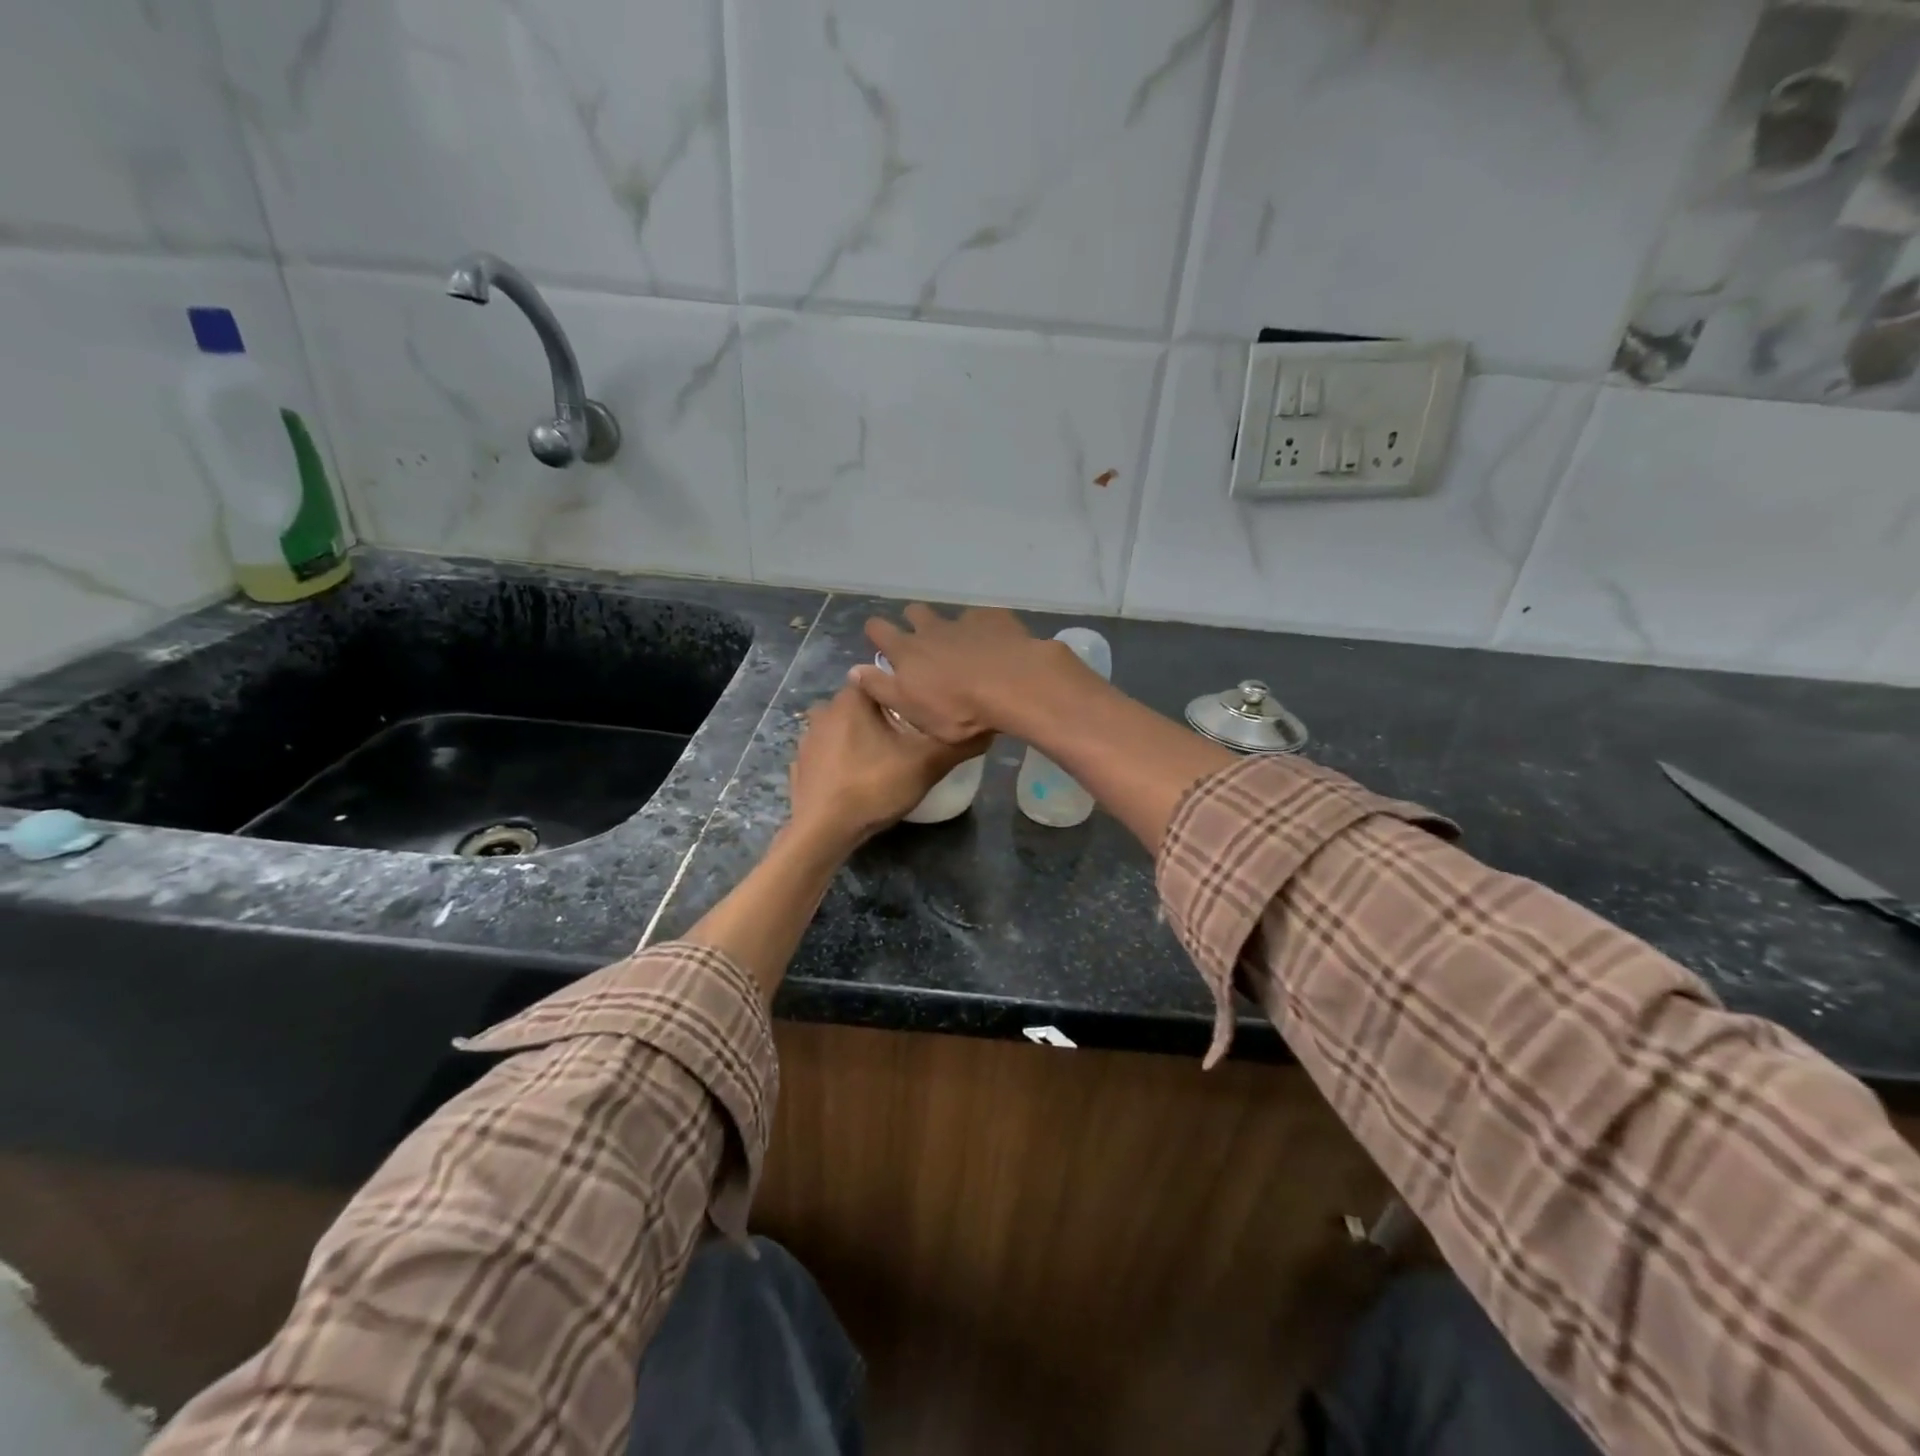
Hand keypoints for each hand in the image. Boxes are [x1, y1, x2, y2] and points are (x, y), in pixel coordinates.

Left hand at [786, 685, 986, 852]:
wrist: (822, 832)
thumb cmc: (873, 787)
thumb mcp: (926, 764)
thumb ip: (957, 743)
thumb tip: (987, 728)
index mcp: (852, 698)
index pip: (883, 678)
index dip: (906, 693)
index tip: (923, 712)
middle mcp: (825, 710)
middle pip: (865, 703)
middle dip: (885, 717)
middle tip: (910, 739)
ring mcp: (808, 738)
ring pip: (845, 727)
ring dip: (863, 737)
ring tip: (885, 759)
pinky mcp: (801, 764)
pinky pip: (829, 753)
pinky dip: (843, 759)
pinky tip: (858, 777)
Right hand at [849, 604, 1088, 743]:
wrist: (1013, 685)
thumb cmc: (958, 709)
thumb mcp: (911, 710)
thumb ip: (881, 688)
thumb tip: (854, 670)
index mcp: (907, 651)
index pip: (879, 630)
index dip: (876, 633)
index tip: (879, 640)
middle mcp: (932, 629)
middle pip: (915, 613)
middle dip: (914, 622)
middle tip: (923, 642)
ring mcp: (965, 621)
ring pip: (951, 615)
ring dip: (952, 627)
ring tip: (964, 646)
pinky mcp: (996, 619)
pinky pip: (985, 619)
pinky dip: (986, 630)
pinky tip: (997, 645)